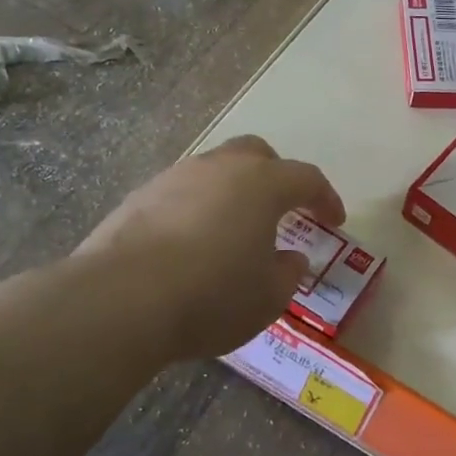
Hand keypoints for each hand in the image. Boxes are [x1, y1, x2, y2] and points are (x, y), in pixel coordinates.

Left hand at [72, 135, 344, 360]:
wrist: (121, 300)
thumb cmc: (213, 296)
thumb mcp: (268, 297)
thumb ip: (287, 273)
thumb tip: (290, 257)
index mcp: (262, 185)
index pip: (306, 178)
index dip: (325, 198)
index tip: (334, 220)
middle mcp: (219, 168)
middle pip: (257, 154)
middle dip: (276, 177)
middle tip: (284, 209)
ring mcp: (173, 178)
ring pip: (214, 171)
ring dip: (232, 193)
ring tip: (234, 231)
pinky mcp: (138, 198)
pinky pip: (180, 194)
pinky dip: (196, 210)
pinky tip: (191, 244)